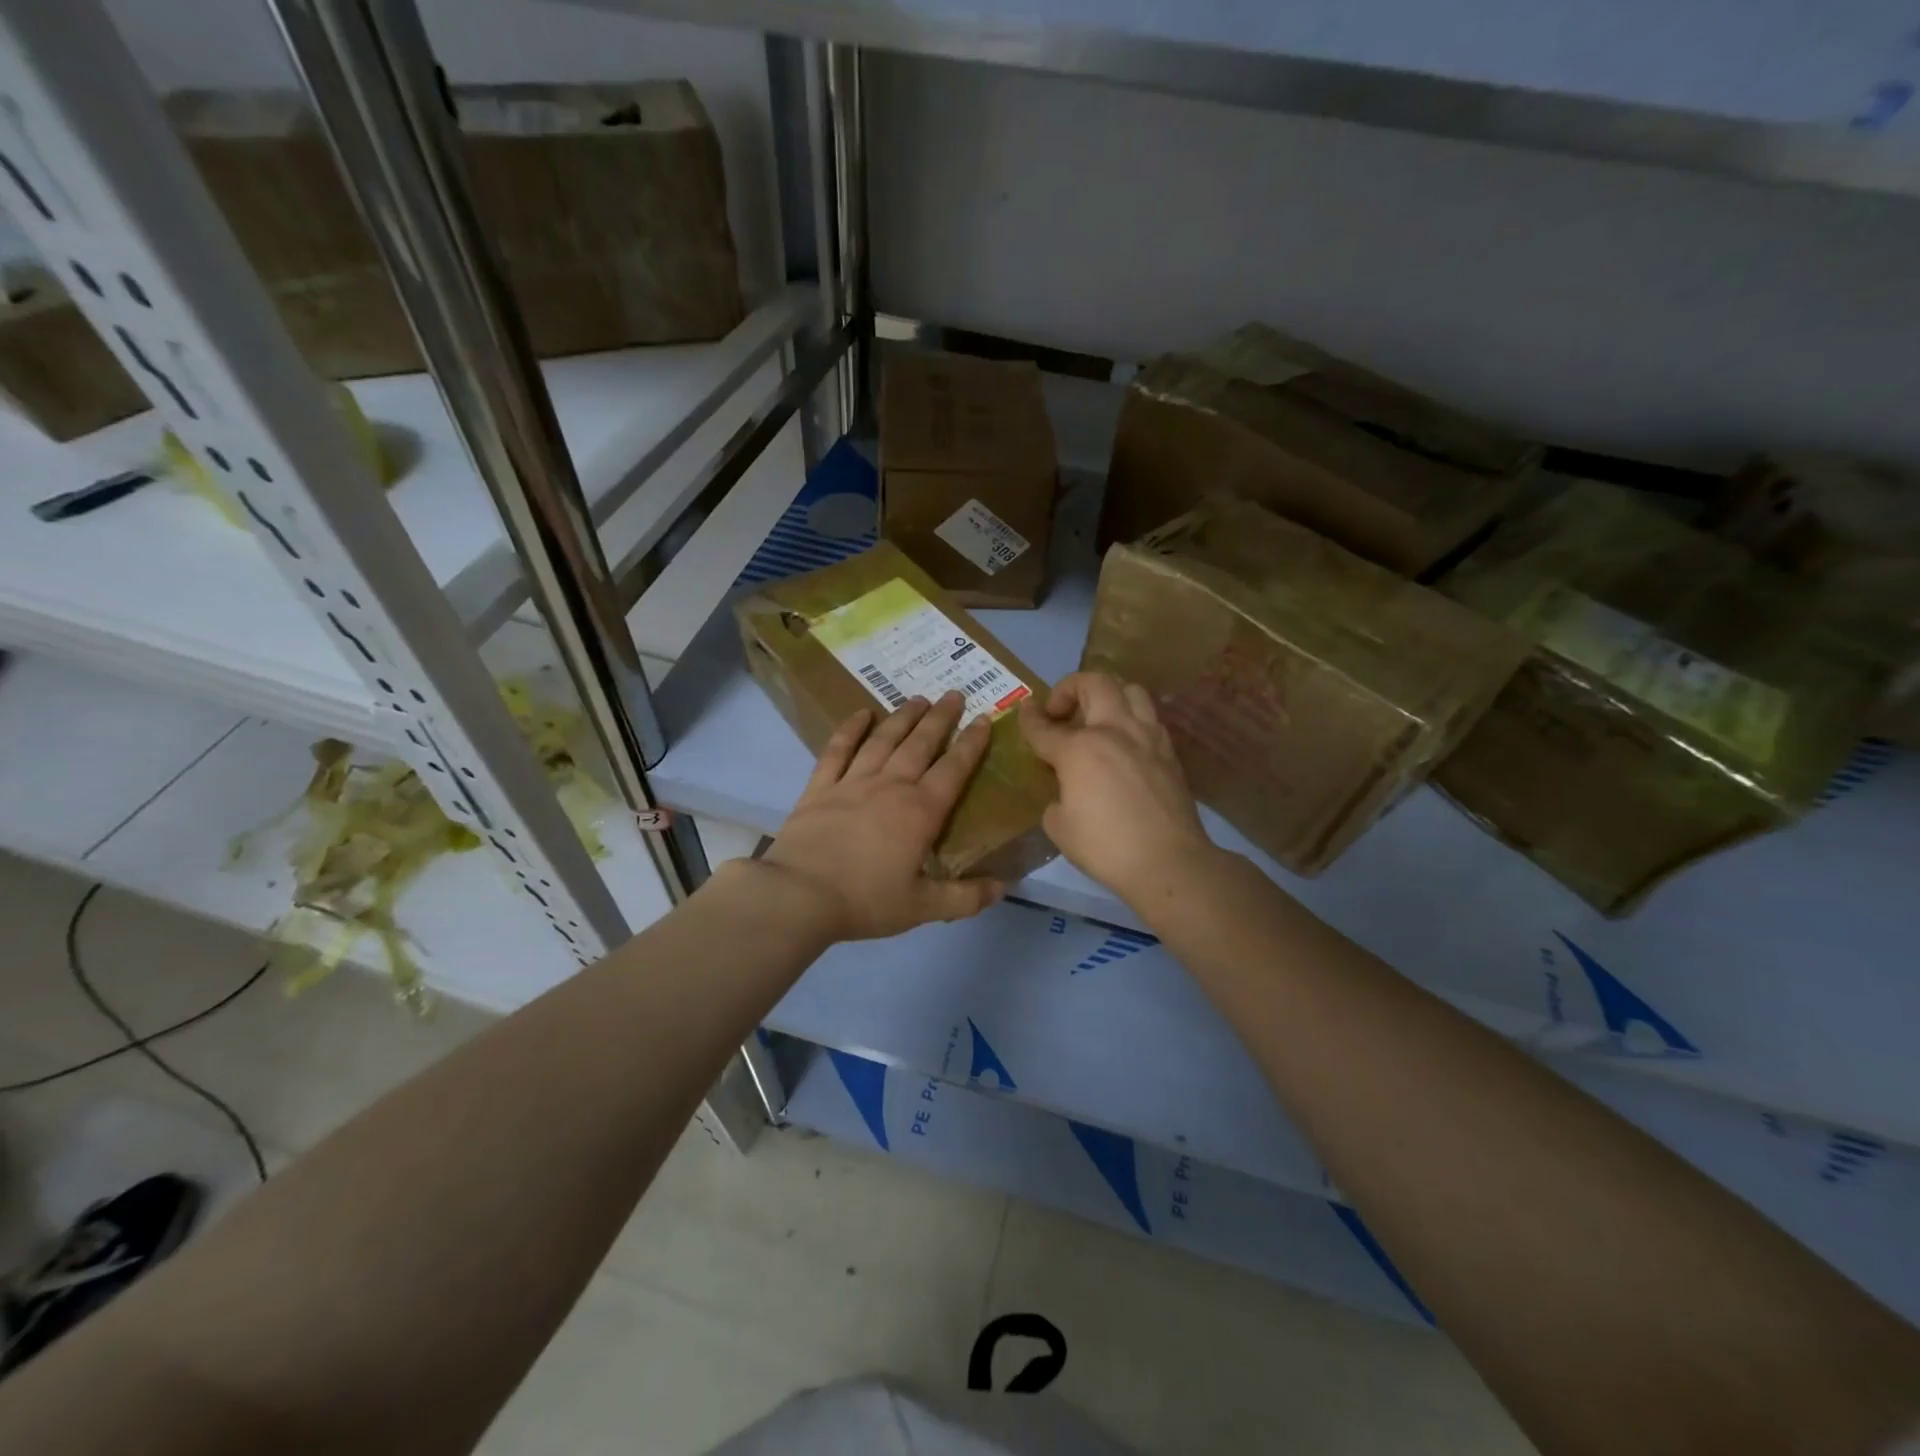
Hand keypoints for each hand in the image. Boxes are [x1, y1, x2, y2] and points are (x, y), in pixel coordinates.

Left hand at [758, 692, 1004, 941]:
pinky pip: (838, 750)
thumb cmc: (865, 901)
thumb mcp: (922, 907)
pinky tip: (861, 714)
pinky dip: (850, 729)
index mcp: (920, 811)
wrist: (799, 895)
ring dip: (903, 717)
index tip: (984, 719)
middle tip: (954, 694)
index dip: (971, 744)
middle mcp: (891, 786)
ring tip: (918, 699)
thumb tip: (1005, 886)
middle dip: (941, 718)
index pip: (954, 769)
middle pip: (920, 744)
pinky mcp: (820, 788)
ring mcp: (853, 782)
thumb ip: (966, 898)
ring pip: (884, 740)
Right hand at [1019, 672, 1217, 905]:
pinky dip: (1132, 719)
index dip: (1029, 718)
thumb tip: (1067, 793)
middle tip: (1061, 711)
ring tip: (1099, 717)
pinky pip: (1149, 718)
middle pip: (1094, 683)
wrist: (1168, 862)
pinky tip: (1125, 742)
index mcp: (1079, 749)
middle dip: (1070, 687)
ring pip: (1131, 689)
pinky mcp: (1169, 752)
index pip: (1044, 727)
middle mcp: (1113, 731)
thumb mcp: (1059, 827)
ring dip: (1109, 694)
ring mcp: (1147, 737)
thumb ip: (1057, 798)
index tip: (1024, 711)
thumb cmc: (1105, 847)